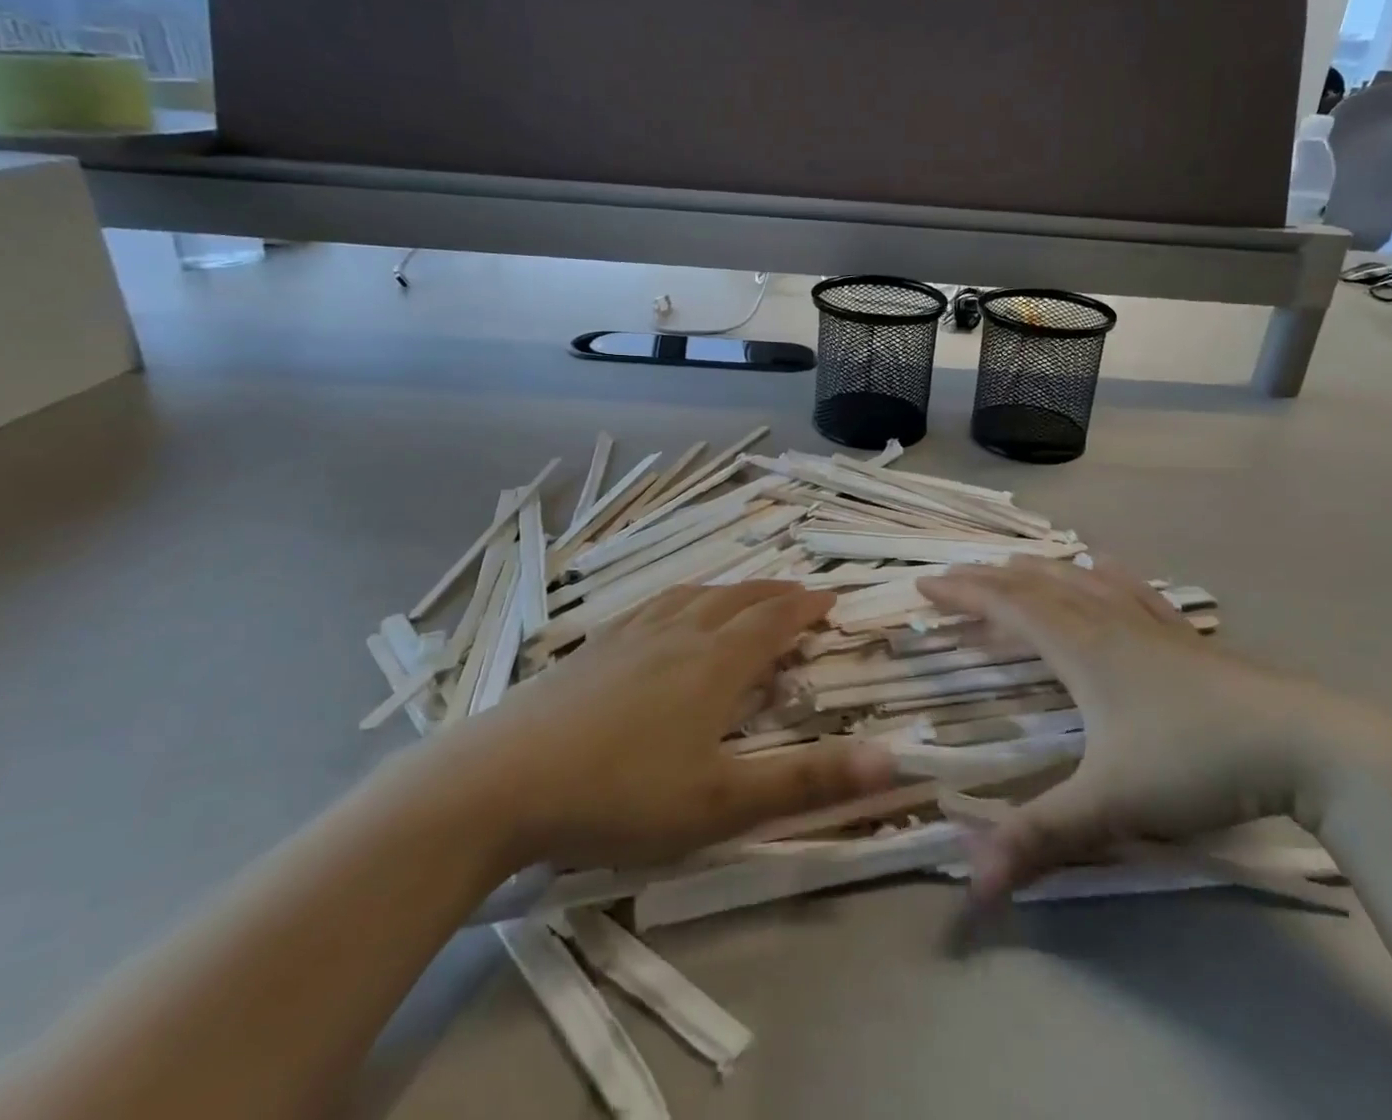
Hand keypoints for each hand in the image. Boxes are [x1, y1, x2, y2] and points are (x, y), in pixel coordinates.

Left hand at [415, 583, 893, 874]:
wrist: (501, 781)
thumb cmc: (622, 794)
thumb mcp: (722, 802)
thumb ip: (806, 782)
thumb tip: (890, 758)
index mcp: (716, 662)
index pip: (775, 620)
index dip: (808, 607)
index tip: (833, 597)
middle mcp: (680, 633)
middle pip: (739, 598)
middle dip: (776, 593)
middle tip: (800, 594)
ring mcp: (632, 634)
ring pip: (696, 595)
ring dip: (732, 589)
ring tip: (745, 594)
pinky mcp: (594, 645)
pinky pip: (655, 603)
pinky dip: (684, 597)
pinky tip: (671, 611)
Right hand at [921, 559, 1391, 901]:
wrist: (1305, 746)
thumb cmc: (1197, 765)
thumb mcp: (1111, 806)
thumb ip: (1040, 838)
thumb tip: (971, 882)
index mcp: (1082, 649)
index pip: (1008, 607)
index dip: (964, 593)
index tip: (925, 583)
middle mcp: (1108, 623)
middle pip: (1038, 587)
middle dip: (990, 579)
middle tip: (954, 576)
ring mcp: (1150, 626)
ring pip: (1081, 582)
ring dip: (1040, 572)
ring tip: (1014, 564)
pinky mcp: (1185, 637)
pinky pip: (1133, 591)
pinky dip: (1106, 575)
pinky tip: (1104, 565)